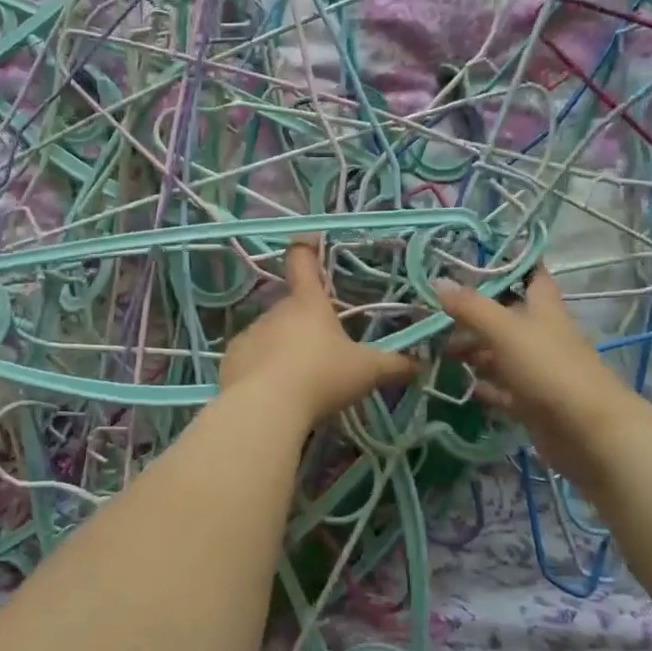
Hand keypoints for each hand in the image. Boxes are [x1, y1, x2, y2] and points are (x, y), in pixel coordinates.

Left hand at [220, 241, 417, 427]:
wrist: (265, 408)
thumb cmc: (321, 378)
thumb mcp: (366, 372)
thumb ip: (393, 366)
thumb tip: (420, 365)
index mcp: (308, 303)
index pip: (303, 261)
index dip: (307, 249)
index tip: (309, 241)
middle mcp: (275, 311)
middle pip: (292, 308)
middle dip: (306, 326)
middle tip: (325, 353)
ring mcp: (250, 334)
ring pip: (271, 335)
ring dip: (284, 349)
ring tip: (300, 380)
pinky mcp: (231, 359)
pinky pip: (251, 359)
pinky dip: (262, 370)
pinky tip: (274, 392)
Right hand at [436, 269, 648, 483]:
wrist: (588, 432)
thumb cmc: (549, 369)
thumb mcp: (504, 331)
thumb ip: (471, 307)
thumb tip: (437, 280)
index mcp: (543, 309)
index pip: (531, 275)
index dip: (510, 264)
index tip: (477, 257)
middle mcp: (541, 335)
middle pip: (506, 317)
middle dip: (473, 315)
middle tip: (436, 315)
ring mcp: (538, 370)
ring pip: (500, 354)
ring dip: (474, 351)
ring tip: (439, 351)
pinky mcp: (532, 402)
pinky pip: (502, 389)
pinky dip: (483, 385)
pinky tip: (462, 385)